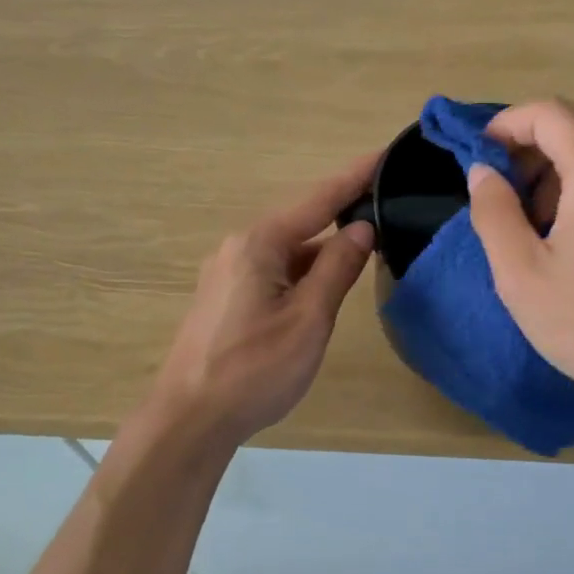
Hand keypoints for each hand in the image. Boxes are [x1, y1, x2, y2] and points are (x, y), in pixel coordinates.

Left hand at [145, 153, 378, 449]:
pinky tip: (322, 285)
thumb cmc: (254, 369)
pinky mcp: (223, 297)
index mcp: (259, 244)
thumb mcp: (309, 319)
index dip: (354, 177)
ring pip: (286, 250)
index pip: (317, 200)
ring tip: (363, 249)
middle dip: (340, 214)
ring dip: (322, 249)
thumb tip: (362, 227)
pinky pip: (271, 269)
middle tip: (384, 206)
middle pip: (300, 222)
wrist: (189, 420)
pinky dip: (301, 271)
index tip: (385, 154)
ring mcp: (227, 272)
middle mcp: (239, 247)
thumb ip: (337, 268)